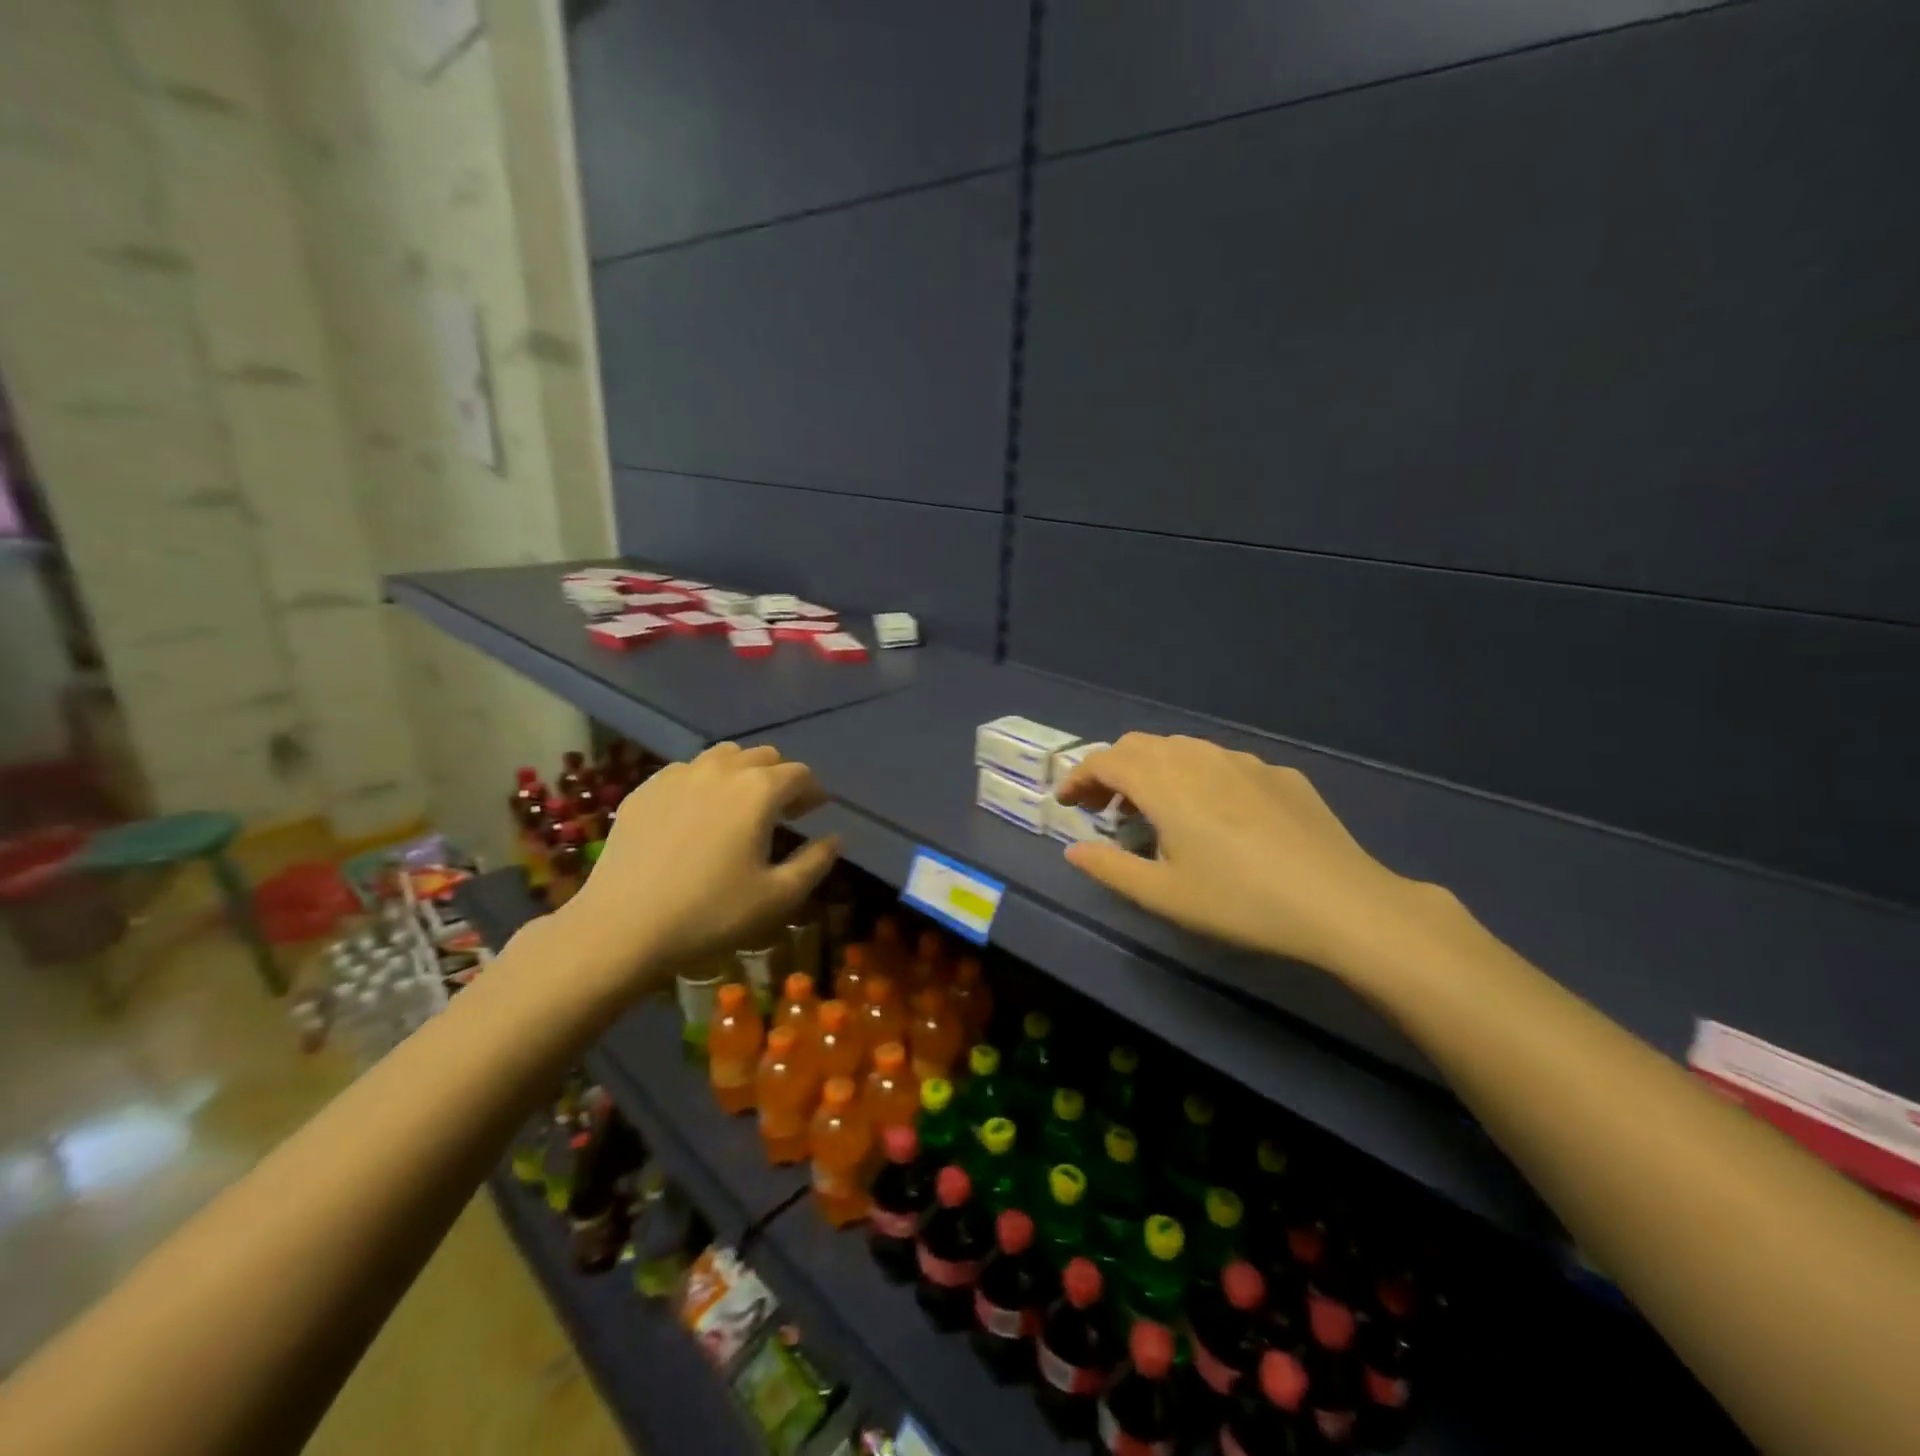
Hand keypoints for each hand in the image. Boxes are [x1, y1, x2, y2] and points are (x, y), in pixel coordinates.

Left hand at [562, 743, 837, 984]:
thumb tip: (835, 838)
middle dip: (779, 777)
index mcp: (759, 790)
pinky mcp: (644, 790)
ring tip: (740, 806)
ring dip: (741, 773)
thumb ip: (816, 862)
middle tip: (782, 810)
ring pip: (722, 757)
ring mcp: (678, 775)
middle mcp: (721, 770)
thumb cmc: (711, 913)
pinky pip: (685, 772)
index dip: (813, 792)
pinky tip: (697, 815)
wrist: (623, 927)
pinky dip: (703, 783)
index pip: (799, 774)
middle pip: (763, 756)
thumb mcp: (779, 897)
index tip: (815, 812)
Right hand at [1054, 733, 1440, 976]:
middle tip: (1104, 809)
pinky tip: (1214, 815)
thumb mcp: (1164, 895)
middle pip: (1139, 745)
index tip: (1066, 803)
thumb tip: (1073, 850)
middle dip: (1111, 770)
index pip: (1105, 761)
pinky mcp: (1278, 772)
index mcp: (1165, 783)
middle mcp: (1199, 757)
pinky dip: (1196, 776)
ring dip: (1153, 770)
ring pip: (1181, 748)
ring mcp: (1243, 761)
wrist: (1341, 902)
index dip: (1078, 777)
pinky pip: (1221, 762)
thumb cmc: (1240, 902)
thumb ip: (1109, 867)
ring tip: (1154, 811)